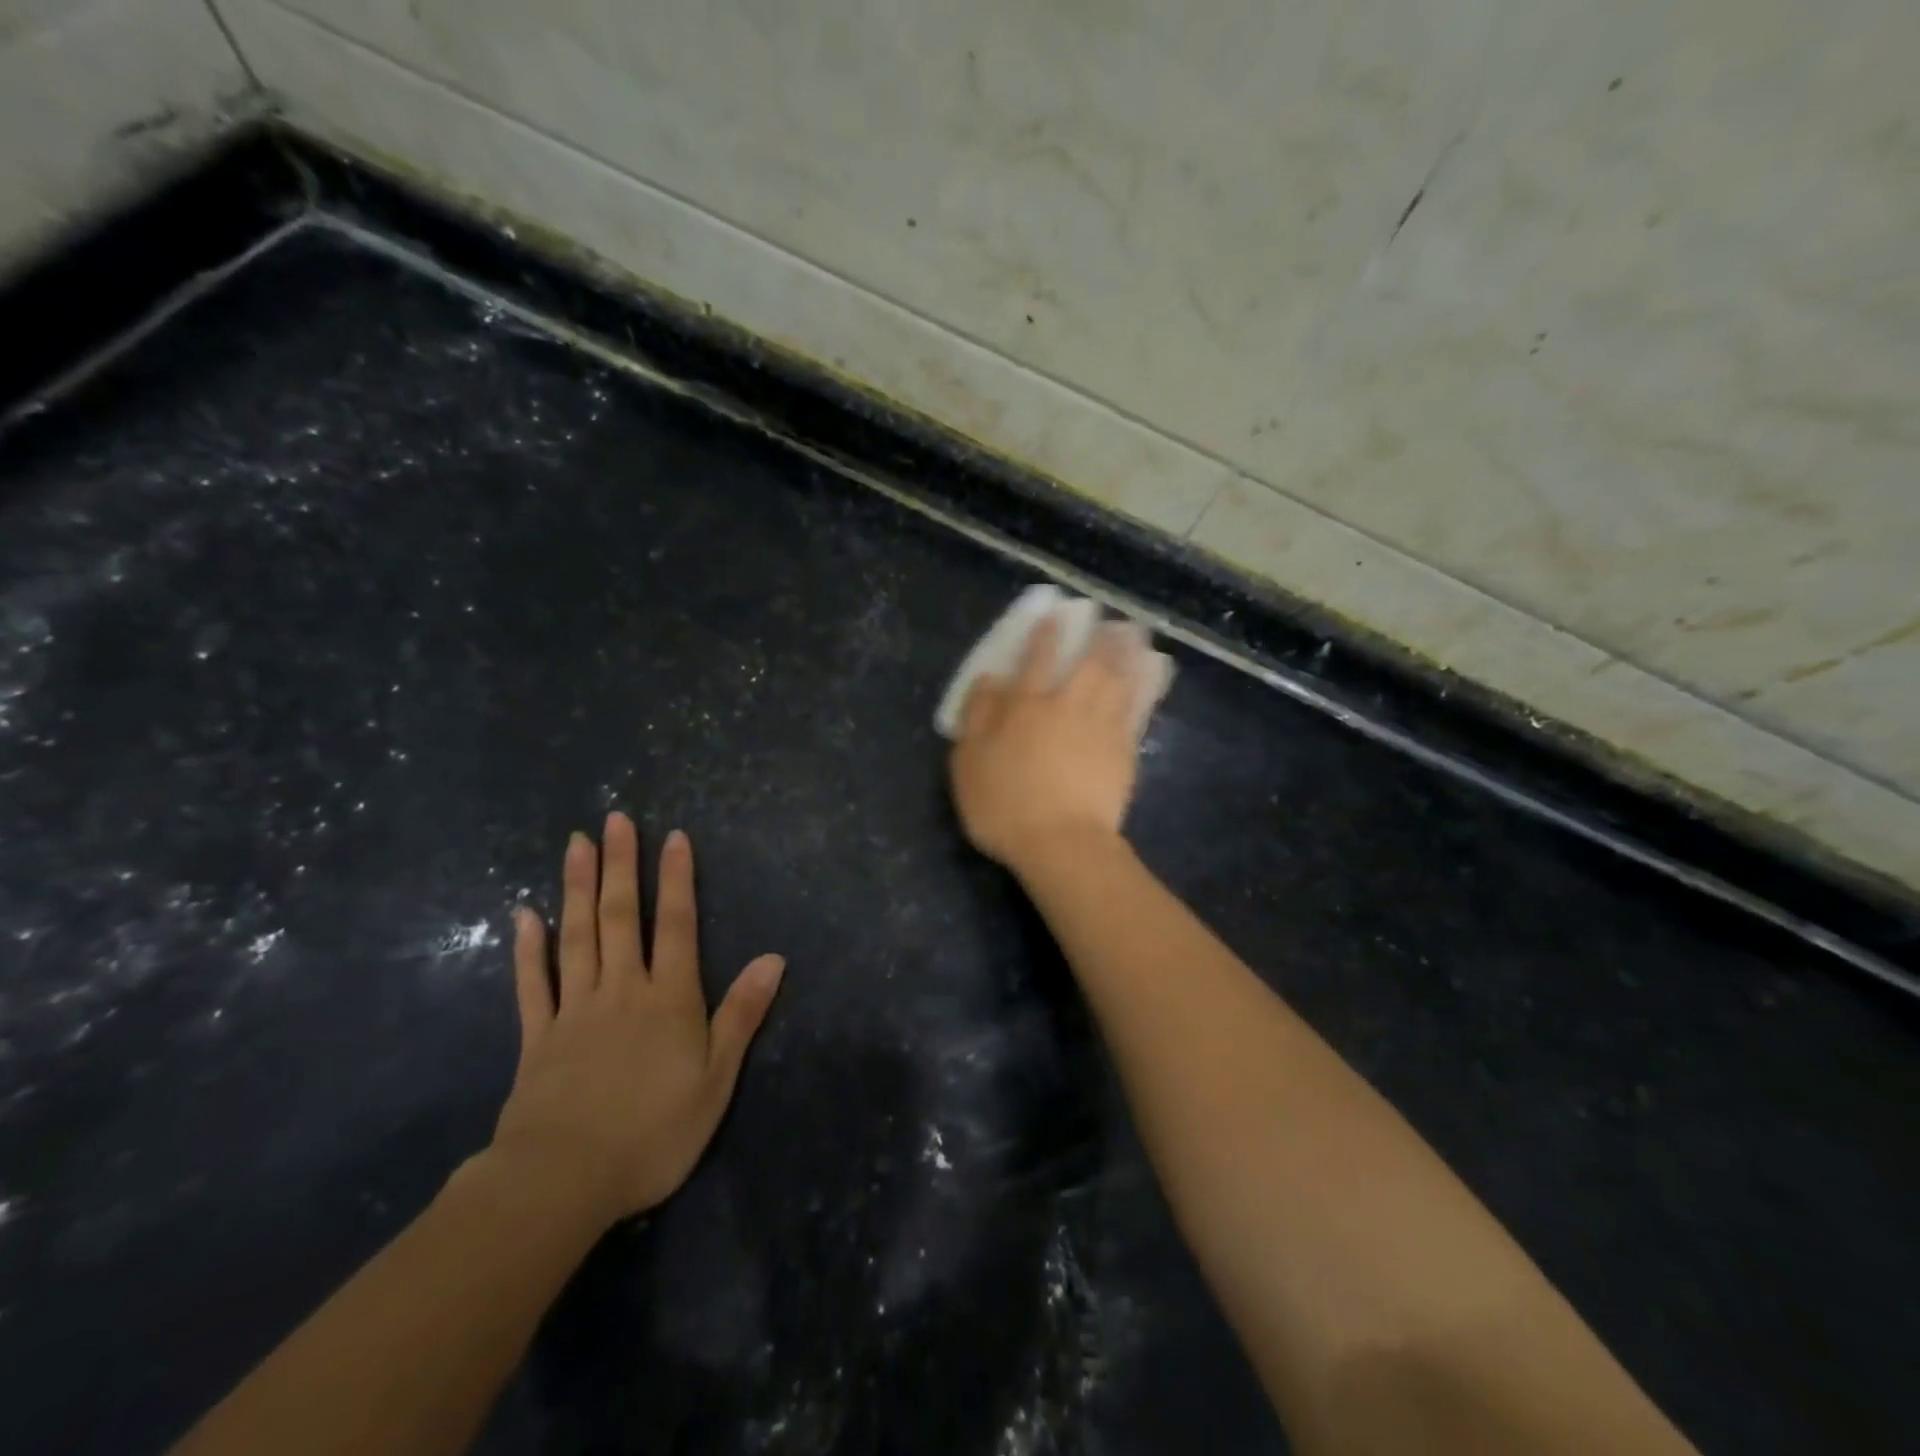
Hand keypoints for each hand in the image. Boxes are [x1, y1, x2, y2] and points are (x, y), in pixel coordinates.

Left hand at [491, 814, 784, 1227]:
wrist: (562, 1183)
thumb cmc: (653, 1132)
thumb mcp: (716, 1079)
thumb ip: (742, 1014)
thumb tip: (775, 958)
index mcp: (669, 998)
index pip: (676, 925)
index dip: (676, 879)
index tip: (673, 837)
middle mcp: (622, 989)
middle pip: (619, 916)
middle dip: (620, 865)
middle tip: (614, 820)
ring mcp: (575, 1009)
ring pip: (577, 936)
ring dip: (577, 887)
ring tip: (576, 844)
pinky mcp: (538, 1038)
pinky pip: (533, 984)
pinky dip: (529, 948)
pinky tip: (525, 915)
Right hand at [949, 617, 1146, 870]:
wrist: (1061, 843)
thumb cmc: (1004, 804)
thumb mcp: (968, 762)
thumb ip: (977, 716)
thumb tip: (989, 679)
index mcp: (1026, 706)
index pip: (1037, 659)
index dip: (1045, 635)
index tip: (1055, 616)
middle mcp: (1067, 706)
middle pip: (1088, 663)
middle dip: (1100, 638)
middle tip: (1113, 620)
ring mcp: (1101, 727)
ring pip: (1118, 681)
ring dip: (1127, 654)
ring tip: (1136, 636)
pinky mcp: (1124, 752)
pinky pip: (1137, 710)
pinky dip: (1144, 690)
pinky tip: (1150, 678)